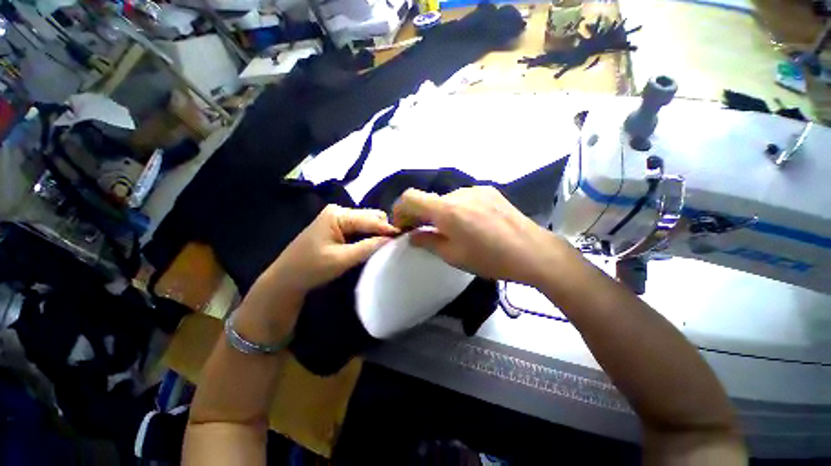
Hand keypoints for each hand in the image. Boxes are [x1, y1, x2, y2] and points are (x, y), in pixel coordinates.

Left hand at [267, 205, 398, 293]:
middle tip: (397, 243)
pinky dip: (369, 236)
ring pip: (367, 223)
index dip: (388, 229)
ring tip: (389, 245)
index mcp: (338, 214)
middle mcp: (339, 211)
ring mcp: (338, 219)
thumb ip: (368, 247)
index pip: (370, 220)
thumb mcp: (342, 259)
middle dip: (383, 230)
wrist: (286, 278)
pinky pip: (360, 229)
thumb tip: (392, 239)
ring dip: (377, 233)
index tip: (405, 237)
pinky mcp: (338, 227)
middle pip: (371, 217)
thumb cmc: (311, 268)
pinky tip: (375, 245)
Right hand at [393, 186, 565, 285]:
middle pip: (429, 199)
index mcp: (447, 210)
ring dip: (441, 212)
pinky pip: (464, 198)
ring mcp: (476, 189)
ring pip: (447, 199)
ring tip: (452, 230)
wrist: (533, 251)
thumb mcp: (453, 256)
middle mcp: (459, 193)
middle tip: (424, 232)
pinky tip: (471, 223)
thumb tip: (413, 236)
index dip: (400, 209)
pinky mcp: (489, 190)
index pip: (410, 197)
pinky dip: (457, 208)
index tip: (403, 226)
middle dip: (421, 215)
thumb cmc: (490, 259)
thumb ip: (428, 242)